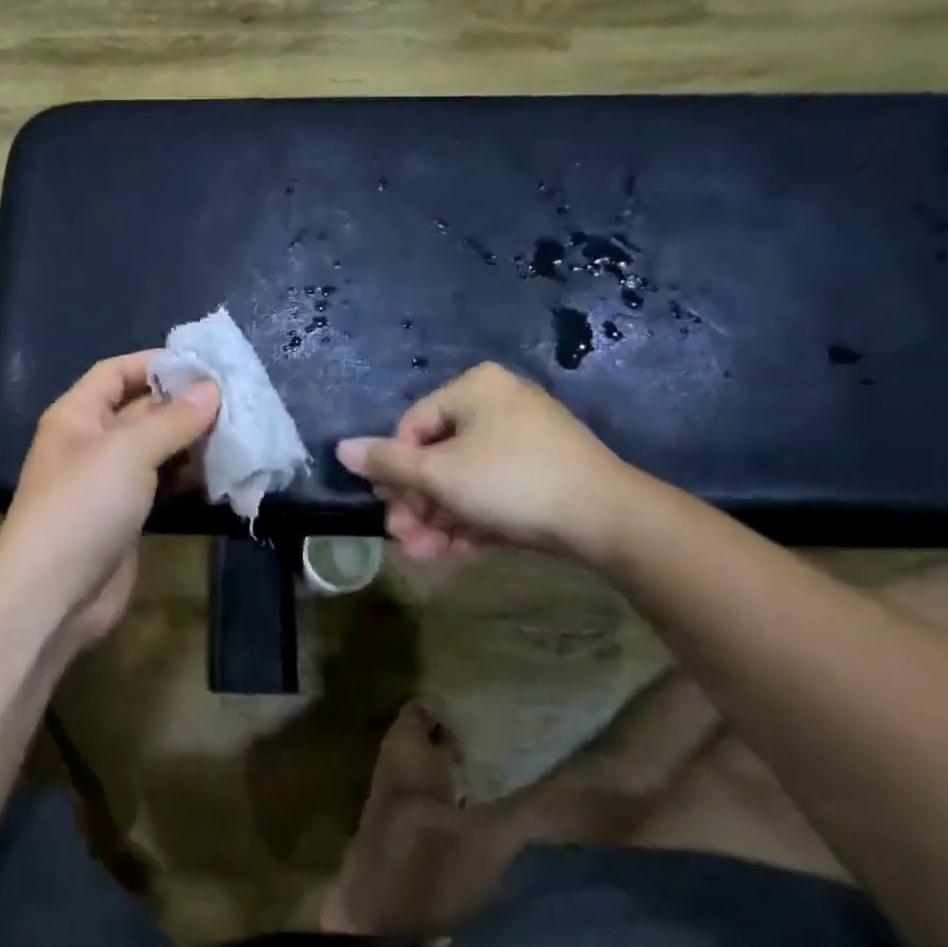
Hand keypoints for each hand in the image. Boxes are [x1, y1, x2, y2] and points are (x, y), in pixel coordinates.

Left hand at [0, 352, 219, 647]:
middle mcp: (91, 443)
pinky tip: (220, 475)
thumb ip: (173, 420)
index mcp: (77, 416)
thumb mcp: (128, 451)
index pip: (115, 372)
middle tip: (235, 402)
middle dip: (183, 405)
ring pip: (155, 450)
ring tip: (236, 435)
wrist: (54, 594)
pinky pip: (160, 485)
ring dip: (191, 442)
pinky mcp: (126, 516)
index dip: (154, 363)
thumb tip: (212, 389)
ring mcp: (109, 482)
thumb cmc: (83, 506)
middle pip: (140, 410)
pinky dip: (187, 478)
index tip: (203, 364)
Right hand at [336, 363, 632, 562]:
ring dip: (440, 520)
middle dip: (418, 505)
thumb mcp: (438, 473)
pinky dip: (474, 520)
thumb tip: (340, 448)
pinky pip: (494, 491)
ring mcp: (526, 439)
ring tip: (428, 557)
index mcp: (474, 389)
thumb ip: (386, 462)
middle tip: (406, 541)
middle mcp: (499, 404)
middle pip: (437, 457)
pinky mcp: (545, 472)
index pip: (412, 426)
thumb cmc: (510, 481)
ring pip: (464, 480)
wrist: (608, 519)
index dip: (395, 471)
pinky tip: (461, 553)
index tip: (388, 509)